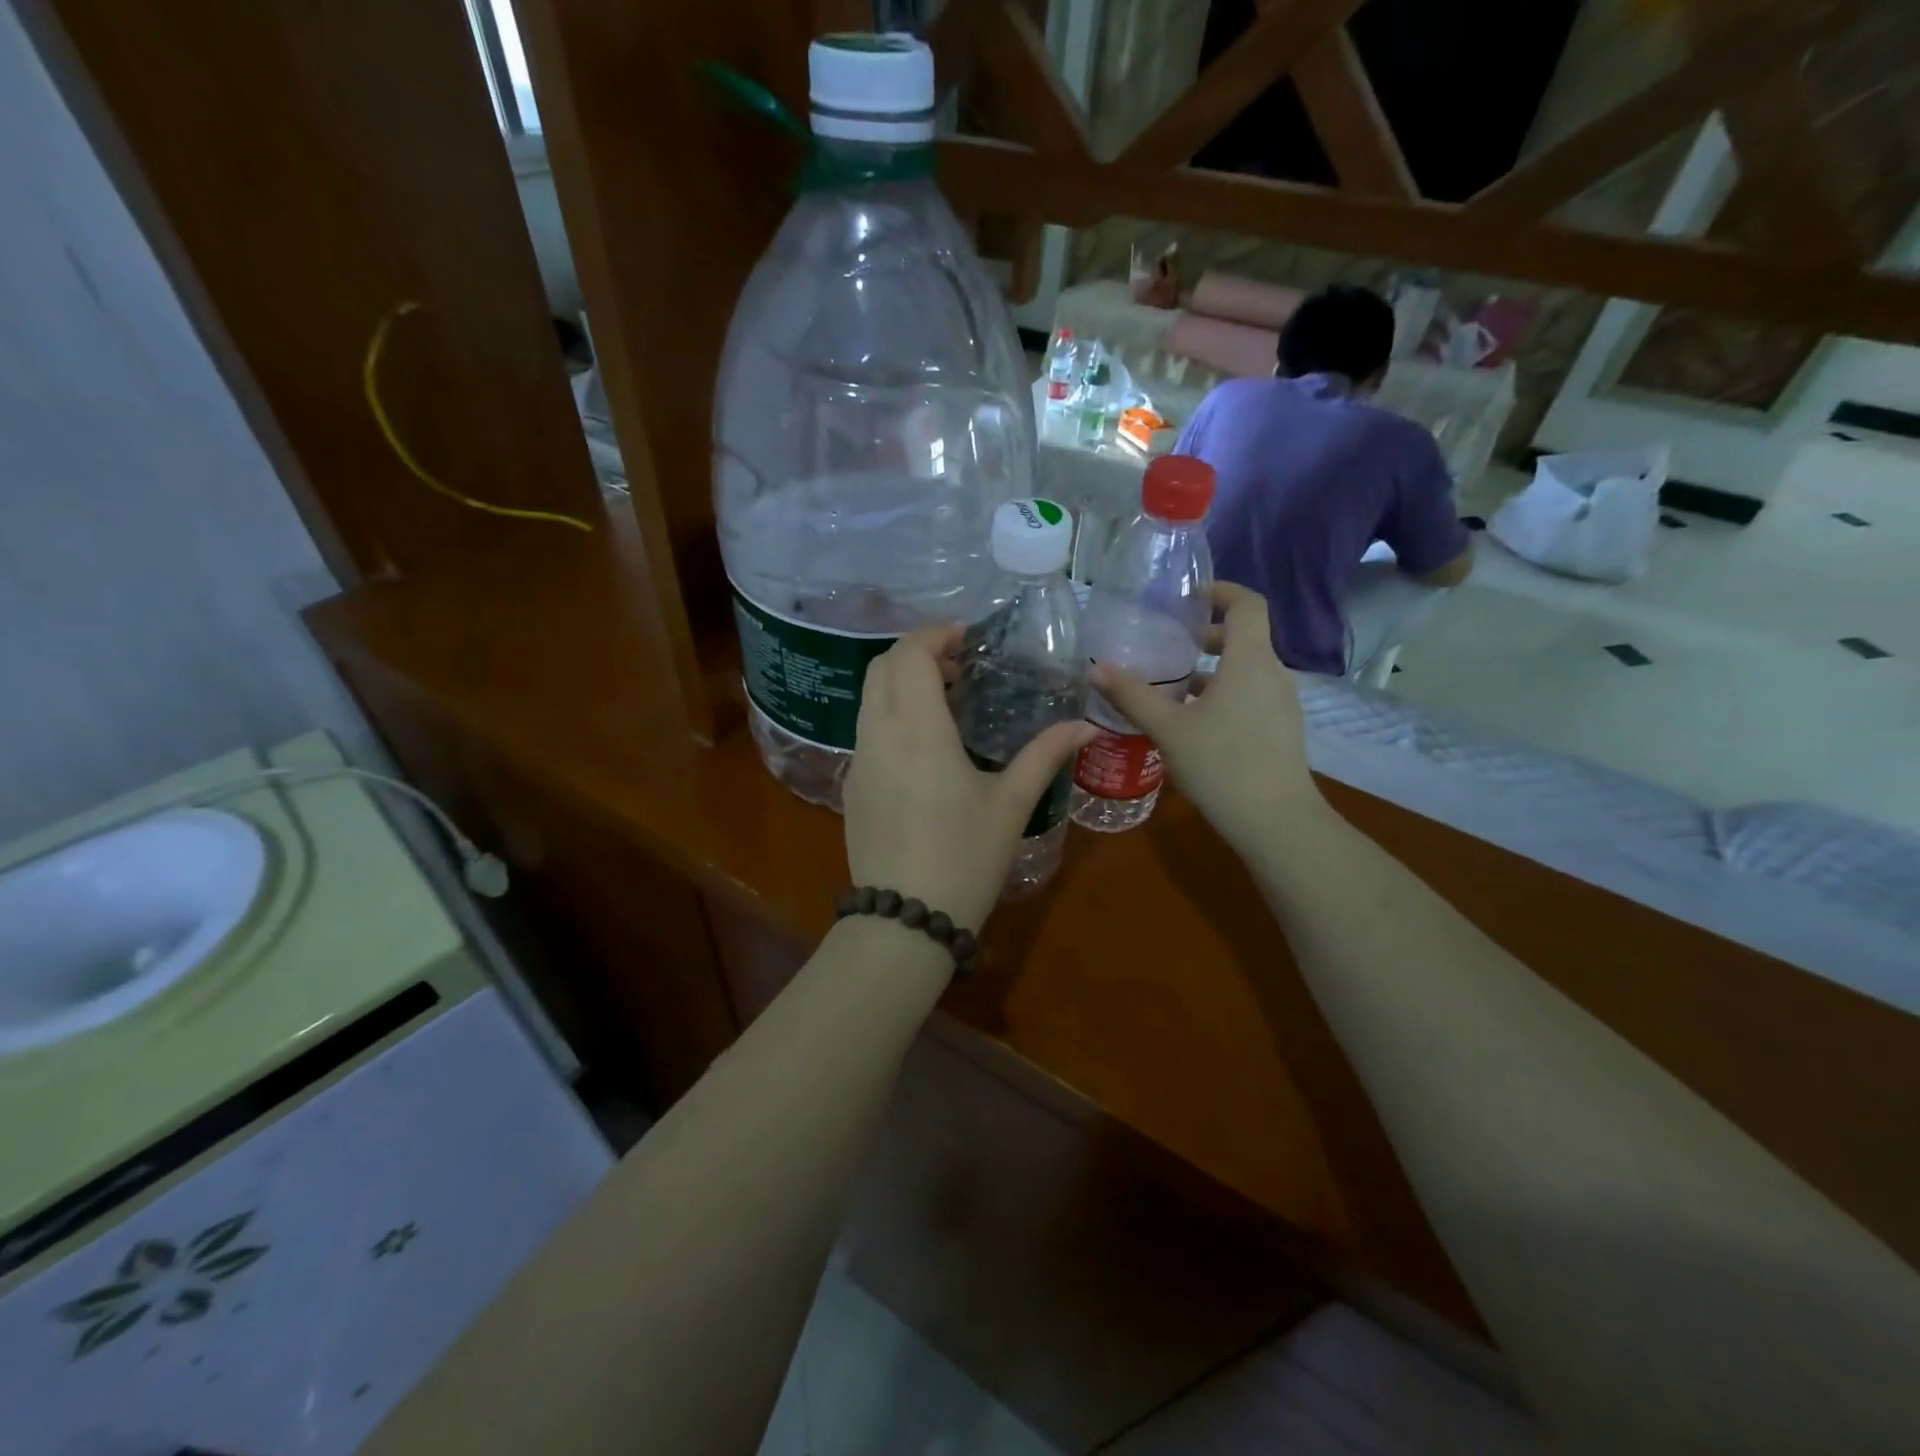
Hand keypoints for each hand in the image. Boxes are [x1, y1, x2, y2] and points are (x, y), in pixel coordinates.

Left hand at [845, 624, 1094, 933]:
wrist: (905, 919)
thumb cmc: (964, 858)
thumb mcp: (1010, 804)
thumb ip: (1045, 755)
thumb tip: (1086, 727)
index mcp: (917, 730)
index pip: (910, 655)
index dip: (935, 635)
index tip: (968, 639)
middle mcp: (878, 734)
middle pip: (883, 667)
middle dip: (918, 652)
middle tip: (961, 666)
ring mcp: (858, 760)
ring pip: (870, 697)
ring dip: (902, 682)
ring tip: (948, 699)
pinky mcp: (851, 786)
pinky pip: (867, 729)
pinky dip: (891, 713)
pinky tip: (925, 743)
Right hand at [1089, 582, 1321, 857]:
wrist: (1276, 822)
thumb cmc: (1221, 765)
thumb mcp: (1168, 729)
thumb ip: (1132, 695)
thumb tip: (1096, 668)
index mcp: (1250, 661)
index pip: (1247, 604)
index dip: (1221, 591)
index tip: (1188, 598)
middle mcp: (1273, 674)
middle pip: (1244, 637)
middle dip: (1206, 635)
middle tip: (1168, 644)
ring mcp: (1282, 703)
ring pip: (1247, 669)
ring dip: (1213, 668)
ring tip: (1173, 685)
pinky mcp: (1281, 729)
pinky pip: (1252, 694)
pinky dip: (1225, 692)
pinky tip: (1194, 721)